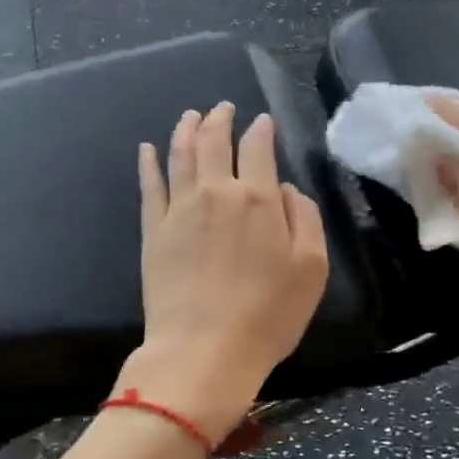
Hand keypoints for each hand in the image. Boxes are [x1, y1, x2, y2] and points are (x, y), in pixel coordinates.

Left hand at [119, 102, 329, 441]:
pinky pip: (149, 186)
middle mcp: (216, 193)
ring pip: (180, 155)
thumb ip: (304, 218)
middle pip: (215, 142)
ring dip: (186, 130)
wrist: (204, 351)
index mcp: (258, 199)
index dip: (261, 130)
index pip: (258, 148)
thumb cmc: (268, 315)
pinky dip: (148, 163)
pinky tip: (146, 149)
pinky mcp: (153, 231)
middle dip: (220, 119)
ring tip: (190, 116)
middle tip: (223, 108)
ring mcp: (179, 210)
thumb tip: (284, 189)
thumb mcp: (312, 268)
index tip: (262, 122)